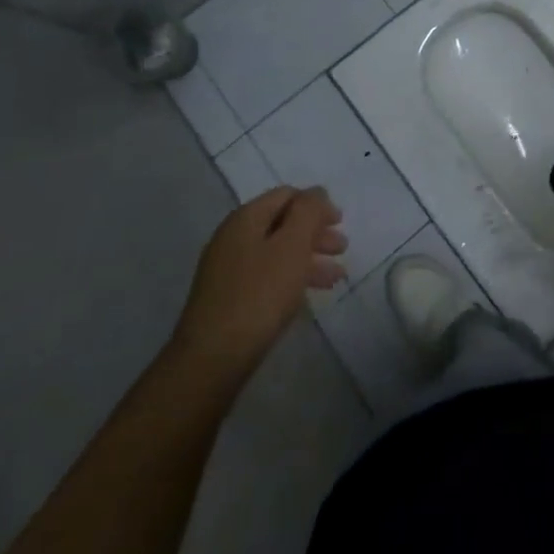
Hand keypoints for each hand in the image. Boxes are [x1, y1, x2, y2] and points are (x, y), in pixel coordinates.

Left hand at [168, 187, 345, 386]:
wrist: (211, 361)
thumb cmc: (259, 295)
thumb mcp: (292, 246)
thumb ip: (308, 212)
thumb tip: (316, 192)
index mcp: (246, 218)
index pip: (287, 195)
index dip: (317, 204)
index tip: (340, 222)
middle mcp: (233, 237)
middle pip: (283, 223)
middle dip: (315, 233)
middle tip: (342, 248)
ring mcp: (228, 270)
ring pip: (277, 252)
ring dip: (309, 258)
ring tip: (336, 276)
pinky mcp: (229, 299)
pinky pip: (268, 276)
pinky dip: (292, 278)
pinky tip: (309, 294)